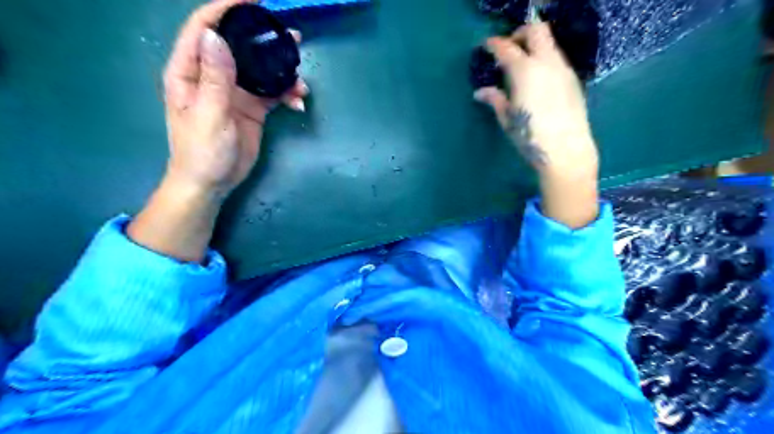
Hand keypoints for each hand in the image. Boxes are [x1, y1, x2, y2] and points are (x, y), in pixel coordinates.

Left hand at [162, 0, 307, 199]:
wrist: (213, 183)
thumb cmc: (202, 152)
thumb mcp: (209, 115)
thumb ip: (215, 78)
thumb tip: (217, 37)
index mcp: (190, 72)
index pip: (204, 29)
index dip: (225, 10)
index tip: (253, 2)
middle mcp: (212, 76)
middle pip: (239, 46)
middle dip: (265, 40)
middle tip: (293, 38)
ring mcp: (234, 92)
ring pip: (261, 71)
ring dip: (283, 74)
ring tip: (303, 83)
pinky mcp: (252, 108)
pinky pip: (272, 94)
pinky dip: (286, 96)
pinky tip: (298, 104)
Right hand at [472, 20, 596, 177]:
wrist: (566, 150)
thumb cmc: (530, 136)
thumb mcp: (507, 119)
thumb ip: (495, 99)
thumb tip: (481, 92)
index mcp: (525, 71)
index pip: (507, 47)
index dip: (494, 44)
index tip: (486, 47)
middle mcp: (546, 63)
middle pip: (536, 30)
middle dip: (519, 34)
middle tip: (508, 50)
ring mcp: (563, 69)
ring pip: (549, 43)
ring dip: (533, 47)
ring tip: (521, 67)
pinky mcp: (572, 79)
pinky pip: (557, 59)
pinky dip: (544, 60)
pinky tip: (537, 81)